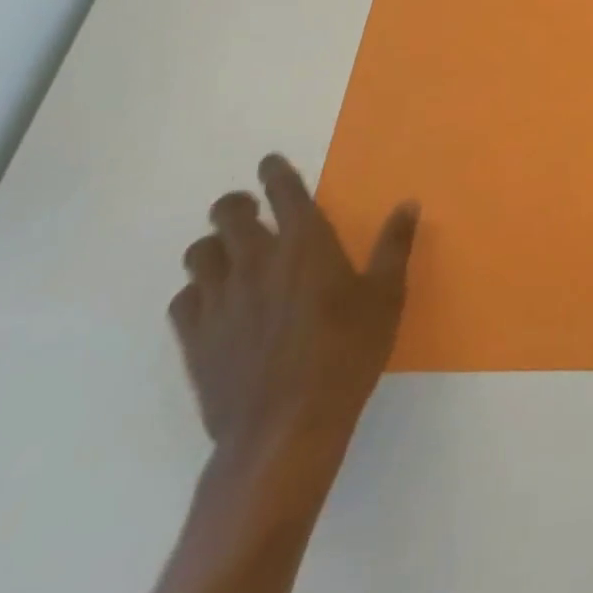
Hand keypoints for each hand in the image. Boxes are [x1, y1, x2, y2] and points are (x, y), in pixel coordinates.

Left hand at [169, 154, 418, 455]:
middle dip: (236, 204)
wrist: (286, 429)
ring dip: (214, 247)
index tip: (270, 163)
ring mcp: (220, 299)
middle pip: (228, 213)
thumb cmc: (347, 352)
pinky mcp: (196, 339)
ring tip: (229, 256)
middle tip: (248, 209)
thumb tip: (408, 203)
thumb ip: (394, 245)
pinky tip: (214, 303)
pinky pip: (183, 299)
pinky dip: (197, 292)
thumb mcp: (386, 296)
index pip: (283, 190)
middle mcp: (256, 260)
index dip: (275, 172)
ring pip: (199, 253)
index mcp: (305, 243)